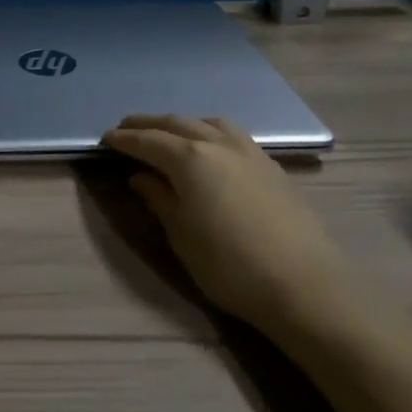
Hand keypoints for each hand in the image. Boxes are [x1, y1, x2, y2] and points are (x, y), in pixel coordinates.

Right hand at [102, 115, 348, 333]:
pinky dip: (210, 132)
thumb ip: (159, 199)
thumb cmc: (230, 266)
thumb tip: (141, 177)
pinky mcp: (272, 167)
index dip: (124, 139)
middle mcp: (218, 144)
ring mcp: (250, 152)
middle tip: (127, 129)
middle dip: (148, 124)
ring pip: (208, 123)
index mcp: (190, 159)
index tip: (105, 139)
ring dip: (182, 124)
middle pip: (176, 124)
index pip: (148, 140)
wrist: (306, 288)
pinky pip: (232, 135)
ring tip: (169, 134)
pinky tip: (210, 149)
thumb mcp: (182, 236)